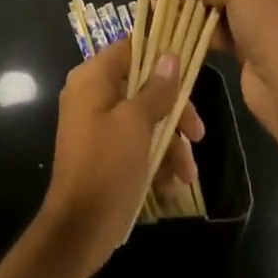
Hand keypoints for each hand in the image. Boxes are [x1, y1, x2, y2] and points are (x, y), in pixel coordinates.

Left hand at [40, 40, 203, 277]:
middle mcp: (93, 96)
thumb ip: (156, 88)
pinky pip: (138, 145)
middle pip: (144, 86)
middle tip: (197, 133)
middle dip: (174, 112)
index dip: (160, 54)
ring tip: (187, 172)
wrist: (80, 229)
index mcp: (93, 79)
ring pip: (146, 119)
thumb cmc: (107, 165)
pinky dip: (158, 160)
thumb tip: (170, 55)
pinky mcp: (108, 154)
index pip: (130, 48)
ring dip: (171, 144)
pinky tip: (174, 183)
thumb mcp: (137, 123)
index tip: (190, 67)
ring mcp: (100, 126)